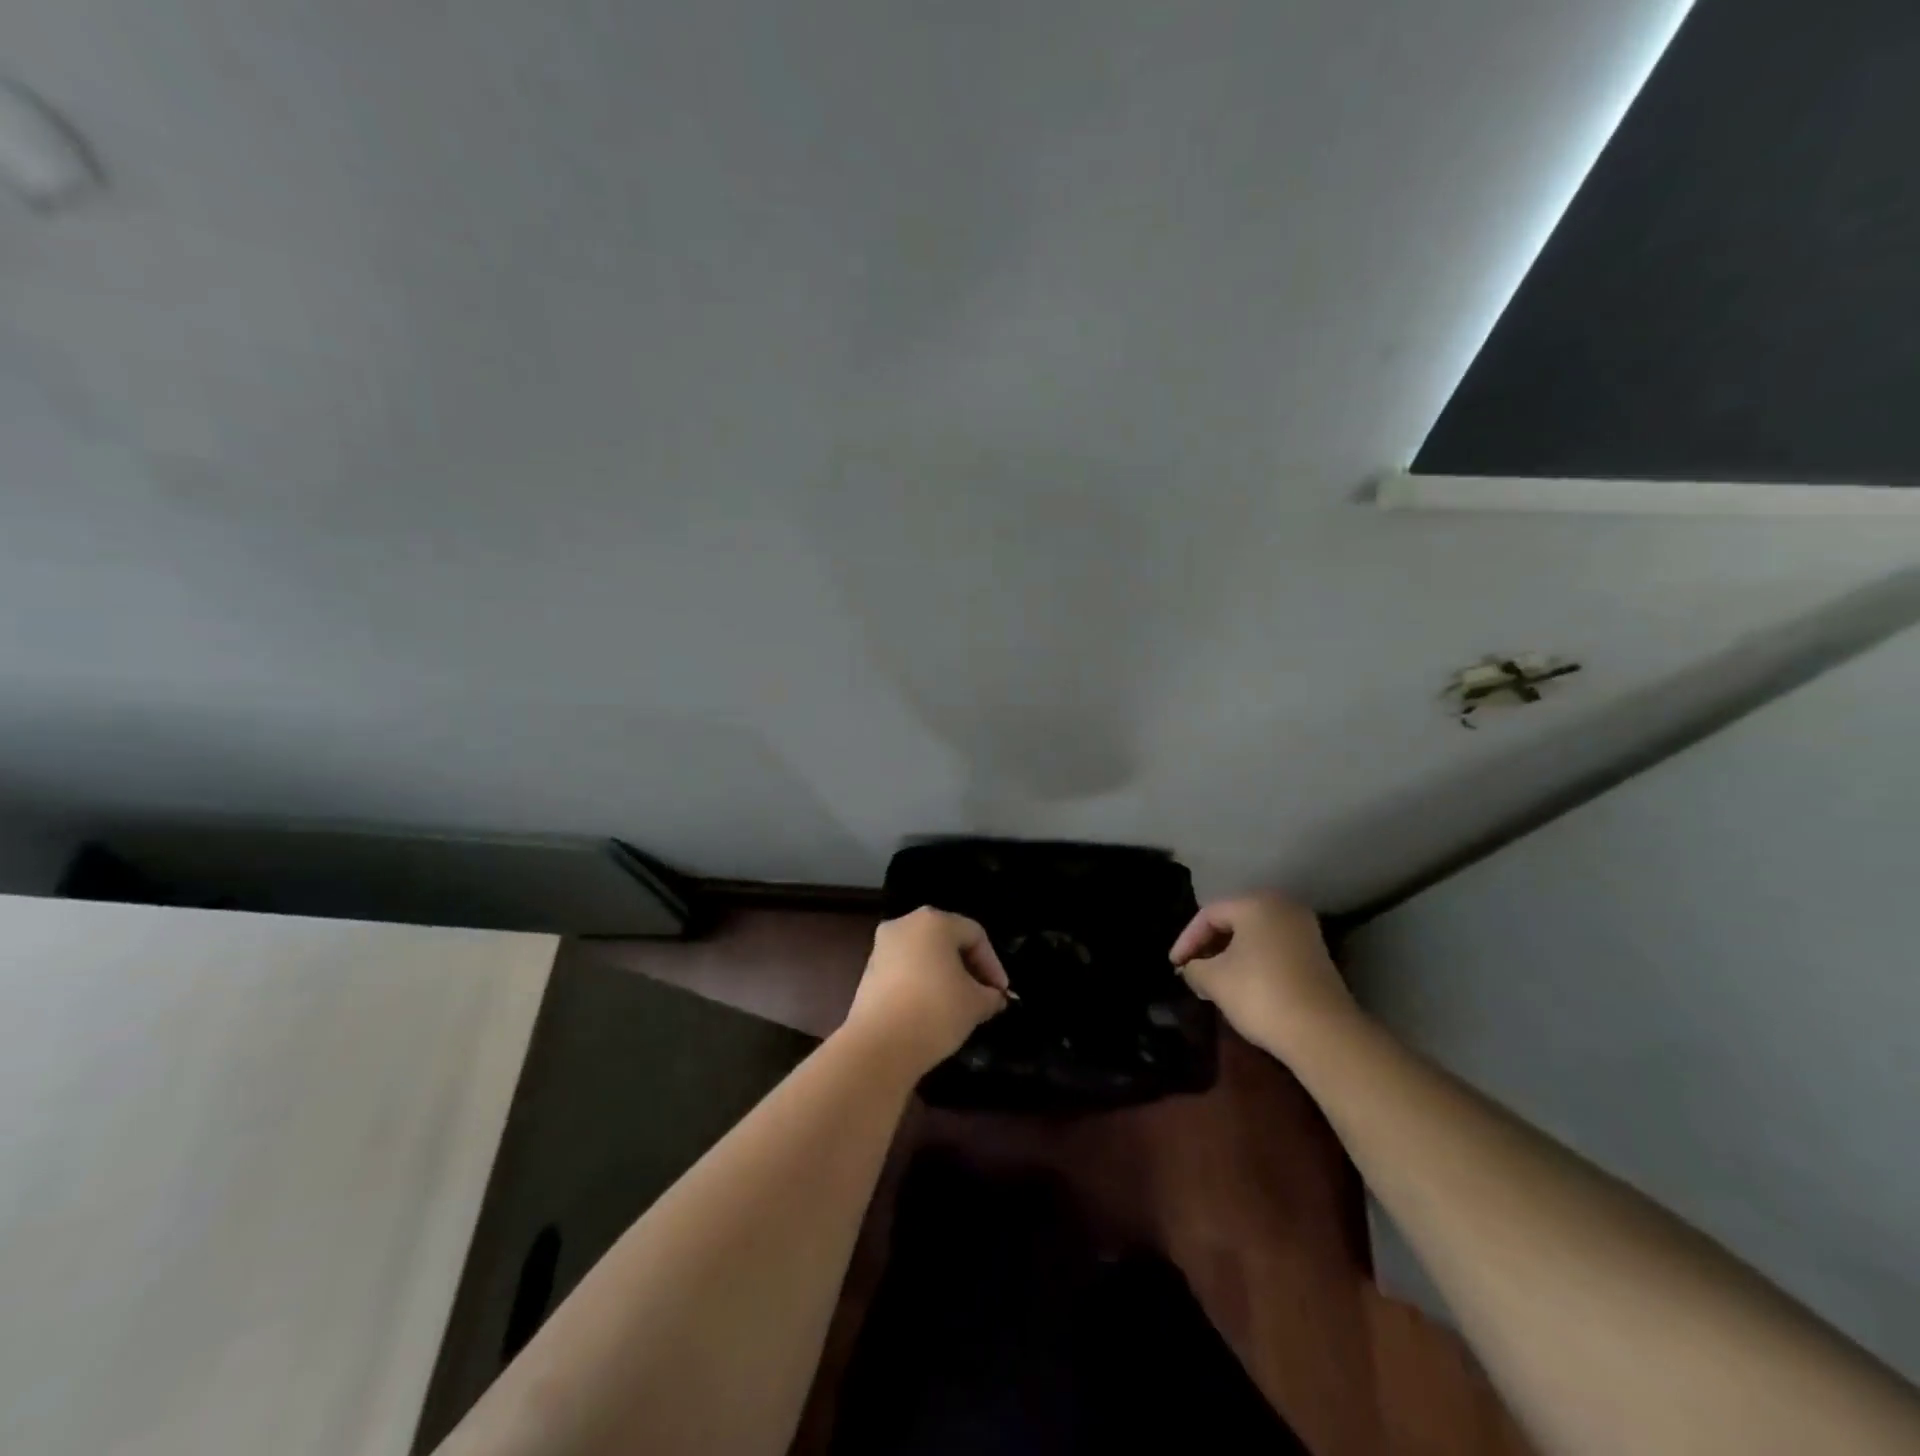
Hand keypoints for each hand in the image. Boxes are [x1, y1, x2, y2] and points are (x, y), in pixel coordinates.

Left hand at [841, 907, 1010, 1078]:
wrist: (879, 1046)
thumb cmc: (936, 1011)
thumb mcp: (976, 1004)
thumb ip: (991, 995)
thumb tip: (994, 997)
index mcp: (934, 921)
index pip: (975, 935)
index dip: (993, 964)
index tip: (1001, 993)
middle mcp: (905, 924)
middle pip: (947, 940)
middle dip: (969, 968)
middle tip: (983, 996)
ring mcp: (882, 947)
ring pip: (924, 955)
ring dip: (945, 976)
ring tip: (959, 1006)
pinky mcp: (869, 971)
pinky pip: (905, 970)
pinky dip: (922, 984)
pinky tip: (931, 1010)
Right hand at [1170, 894, 1359, 1063]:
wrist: (1324, 1034)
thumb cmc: (1260, 994)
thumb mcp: (1214, 980)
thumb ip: (1194, 968)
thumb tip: (1191, 969)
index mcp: (1256, 903)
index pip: (1209, 914)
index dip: (1186, 940)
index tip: (1174, 966)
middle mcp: (1283, 907)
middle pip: (1233, 920)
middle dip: (1208, 946)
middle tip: (1191, 970)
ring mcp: (1304, 931)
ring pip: (1254, 936)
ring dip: (1230, 955)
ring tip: (1212, 980)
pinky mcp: (1316, 955)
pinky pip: (1273, 949)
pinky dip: (1253, 962)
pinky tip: (1242, 985)